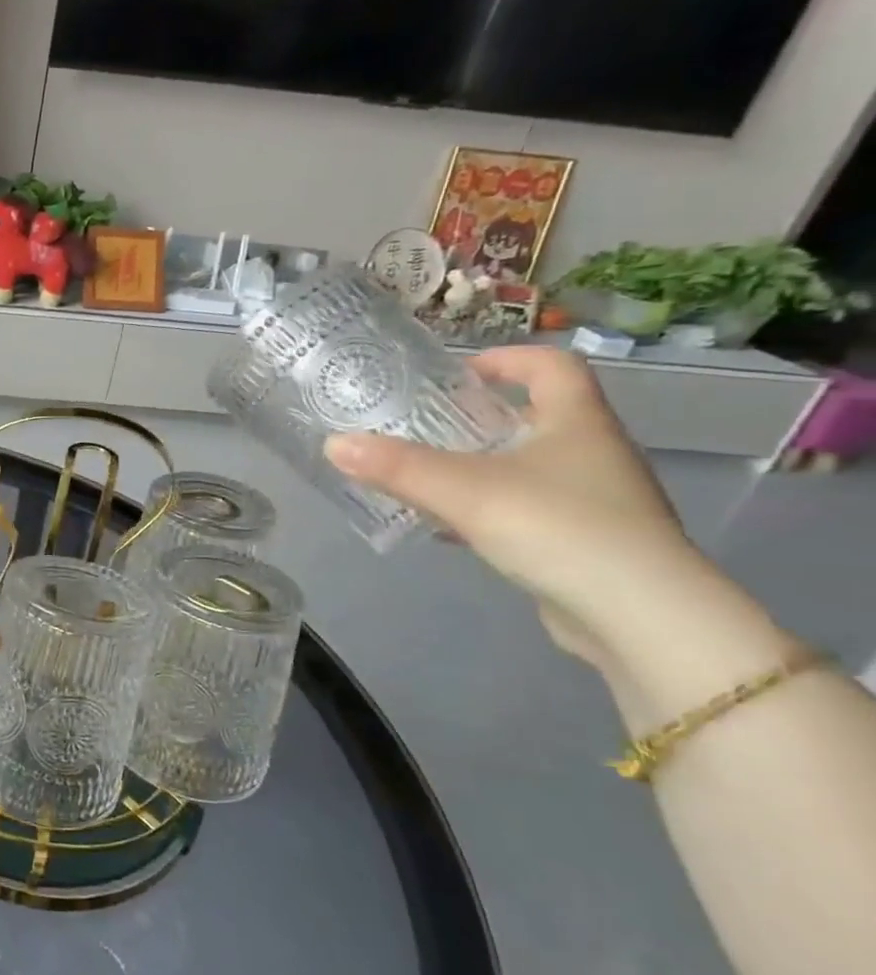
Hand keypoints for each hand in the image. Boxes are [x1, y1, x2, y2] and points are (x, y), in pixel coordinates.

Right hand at [323, 348, 700, 667]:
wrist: (639, 616)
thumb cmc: (558, 529)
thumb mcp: (464, 491)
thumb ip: (397, 467)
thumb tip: (334, 443)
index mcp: (576, 423)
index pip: (552, 365)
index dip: (507, 358)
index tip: (459, 372)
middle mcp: (593, 453)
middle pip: (536, 416)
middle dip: (479, 416)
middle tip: (424, 425)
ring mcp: (595, 500)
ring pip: (529, 466)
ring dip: (480, 465)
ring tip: (425, 475)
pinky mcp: (586, 542)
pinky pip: (528, 509)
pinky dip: (487, 509)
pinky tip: (450, 529)